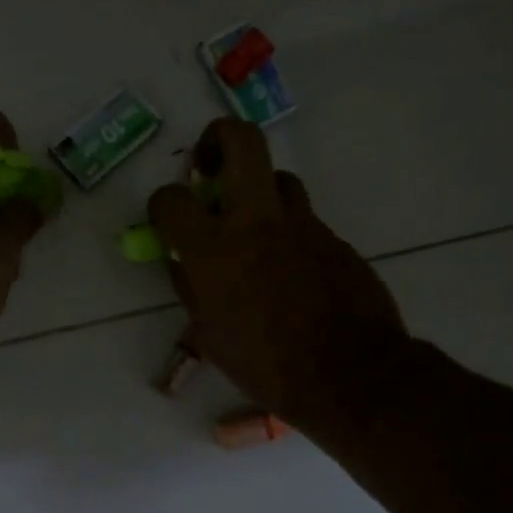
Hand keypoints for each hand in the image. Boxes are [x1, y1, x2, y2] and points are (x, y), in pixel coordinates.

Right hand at [148, 119, 406, 424]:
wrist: (350, 375)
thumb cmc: (267, 366)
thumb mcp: (210, 335)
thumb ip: (192, 287)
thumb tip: (183, 260)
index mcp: (215, 251)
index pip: (172, 200)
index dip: (162, 203)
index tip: (168, 216)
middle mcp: (258, 223)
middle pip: (242, 141)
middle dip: (218, 138)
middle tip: (210, 166)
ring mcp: (303, 226)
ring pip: (279, 179)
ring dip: (259, 192)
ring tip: (254, 227)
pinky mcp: (334, 239)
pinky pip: (304, 221)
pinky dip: (288, 233)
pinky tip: (290, 272)